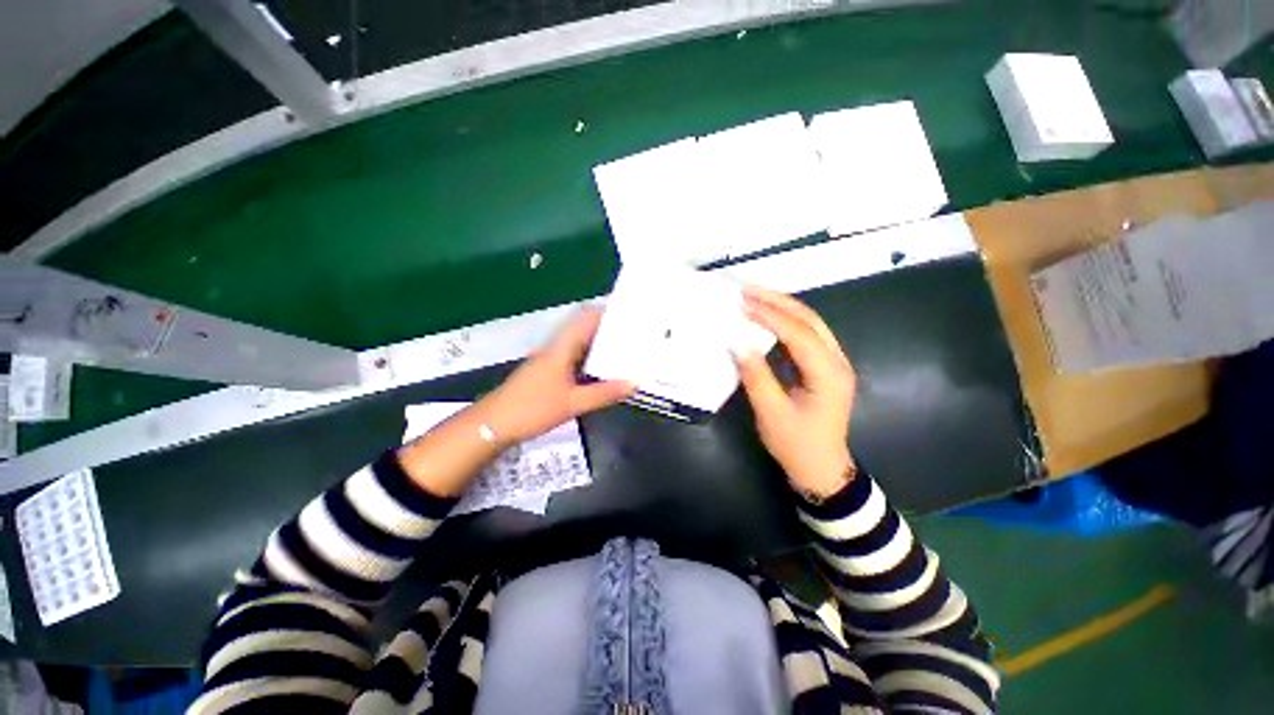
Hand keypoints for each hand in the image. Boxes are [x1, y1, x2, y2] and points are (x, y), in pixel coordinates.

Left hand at [475, 307, 634, 444]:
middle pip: (585, 329)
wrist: (493, 424)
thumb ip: (604, 393)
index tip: (630, 315)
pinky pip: (574, 357)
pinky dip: (590, 359)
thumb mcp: (573, 403)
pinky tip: (603, 370)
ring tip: (625, 349)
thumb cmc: (533, 408)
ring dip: (600, 344)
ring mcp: (551, 359)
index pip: (586, 318)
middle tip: (633, 334)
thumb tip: (635, 383)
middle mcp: (557, 348)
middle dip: (608, 329)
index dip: (607, 312)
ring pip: (579, 344)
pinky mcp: (548, 371)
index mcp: (561, 347)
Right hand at [735, 286, 857, 498]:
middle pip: (810, 320)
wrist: (822, 469)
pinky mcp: (823, 366)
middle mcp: (837, 362)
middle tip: (748, 289)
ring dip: (782, 307)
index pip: (800, 335)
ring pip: (811, 323)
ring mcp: (833, 363)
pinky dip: (785, 320)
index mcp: (829, 375)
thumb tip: (738, 344)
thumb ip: (757, 377)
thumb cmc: (797, 445)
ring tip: (755, 296)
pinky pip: (806, 334)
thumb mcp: (772, 415)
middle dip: (778, 301)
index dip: (771, 316)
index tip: (743, 303)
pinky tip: (768, 315)